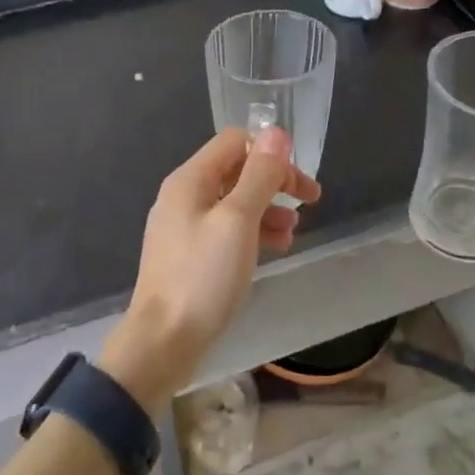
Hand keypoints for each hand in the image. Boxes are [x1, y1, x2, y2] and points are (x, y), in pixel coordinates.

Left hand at [99, 126, 319, 406]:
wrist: (164, 341)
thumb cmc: (203, 275)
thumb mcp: (239, 220)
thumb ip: (260, 175)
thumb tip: (277, 134)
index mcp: (190, 179)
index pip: (235, 142)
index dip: (270, 152)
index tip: (299, 177)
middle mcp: (184, 195)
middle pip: (236, 170)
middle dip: (275, 181)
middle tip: (311, 200)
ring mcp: (184, 226)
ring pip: (234, 201)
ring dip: (268, 208)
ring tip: (293, 232)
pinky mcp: (190, 254)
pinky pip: (226, 228)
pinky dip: (253, 231)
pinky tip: (273, 248)